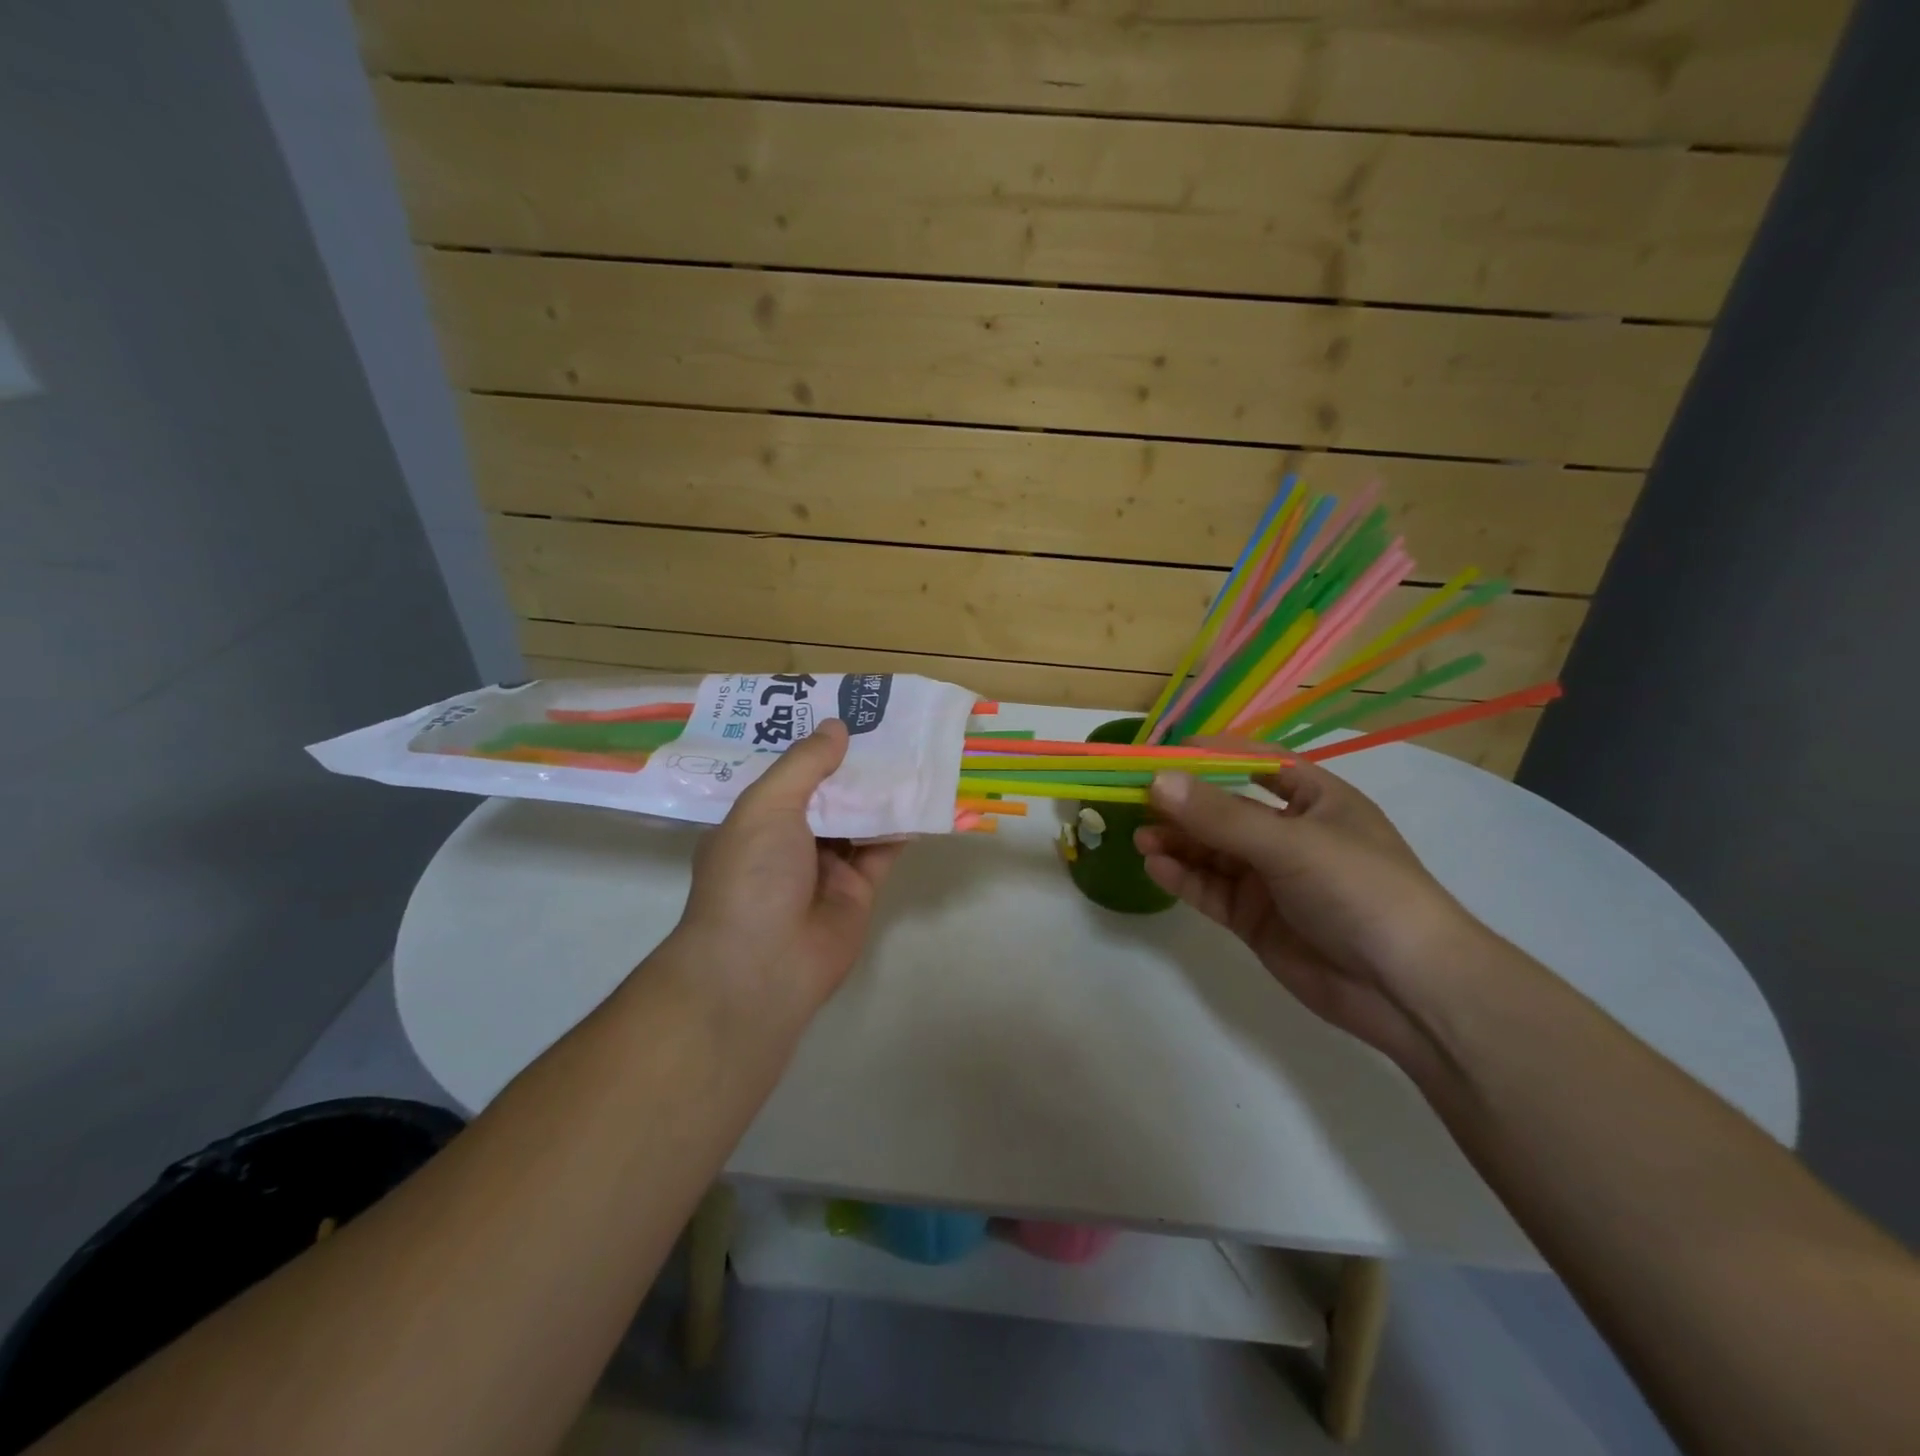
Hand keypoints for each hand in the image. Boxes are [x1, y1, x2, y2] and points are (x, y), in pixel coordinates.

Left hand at [672, 720, 902, 1021]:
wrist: (763, 966)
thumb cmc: (751, 875)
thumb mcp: (767, 805)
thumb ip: (805, 764)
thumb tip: (836, 726)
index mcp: (755, 821)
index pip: (786, 776)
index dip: (812, 747)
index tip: (840, 713)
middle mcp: (788, 842)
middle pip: (827, 795)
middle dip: (852, 765)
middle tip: (886, 724)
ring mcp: (824, 869)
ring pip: (858, 821)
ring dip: (881, 792)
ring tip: (911, 751)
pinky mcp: (857, 891)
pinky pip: (882, 851)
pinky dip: (900, 828)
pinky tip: (922, 798)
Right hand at [1135, 760, 1491, 1074]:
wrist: (1407, 989)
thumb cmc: (1360, 890)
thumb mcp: (1290, 843)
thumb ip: (1220, 815)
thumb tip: (1157, 780)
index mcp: (1315, 800)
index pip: (1256, 763)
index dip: (1211, 755)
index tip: (1161, 754)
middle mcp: (1290, 834)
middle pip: (1226, 809)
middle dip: (1183, 803)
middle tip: (1135, 799)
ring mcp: (1271, 878)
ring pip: (1212, 851)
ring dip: (1177, 841)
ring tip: (1140, 836)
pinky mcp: (1256, 918)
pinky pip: (1211, 889)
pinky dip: (1183, 876)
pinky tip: (1156, 865)